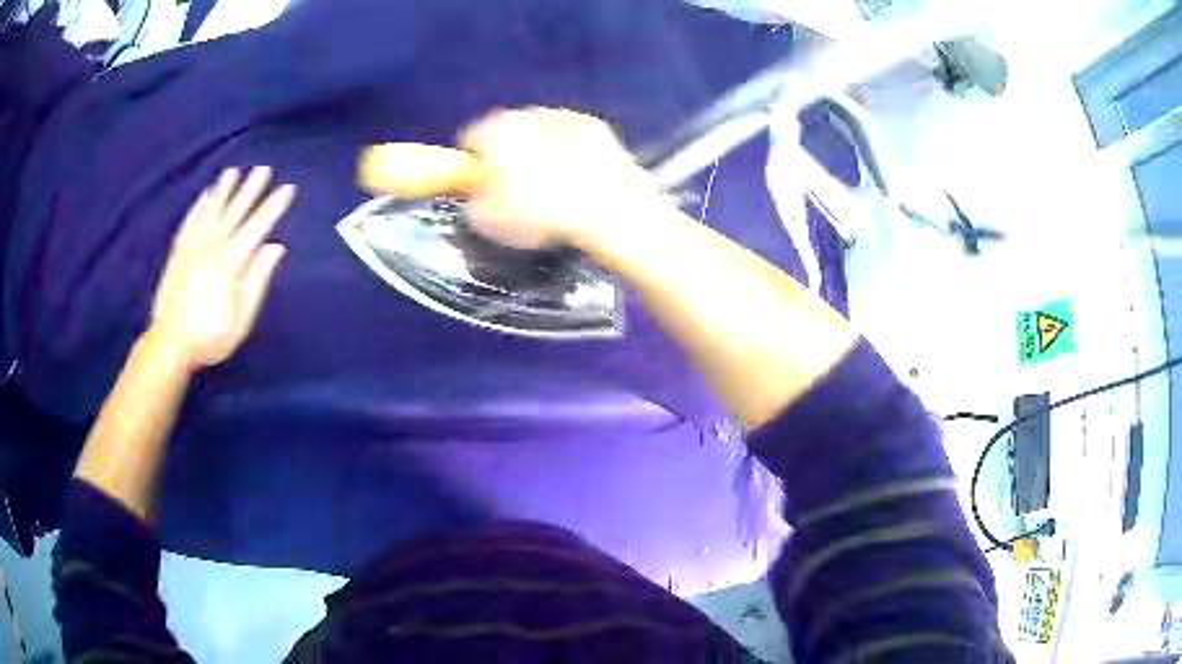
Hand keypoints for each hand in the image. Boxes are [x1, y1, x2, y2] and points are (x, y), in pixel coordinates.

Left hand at [149, 167, 294, 370]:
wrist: (169, 344)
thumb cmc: (210, 336)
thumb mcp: (241, 317)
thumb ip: (258, 280)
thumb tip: (276, 247)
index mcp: (230, 261)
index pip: (256, 227)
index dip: (273, 207)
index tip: (288, 188)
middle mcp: (211, 246)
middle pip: (234, 212)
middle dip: (250, 189)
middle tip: (263, 168)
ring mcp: (192, 246)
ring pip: (211, 211)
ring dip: (224, 190)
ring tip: (233, 172)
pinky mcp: (178, 252)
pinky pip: (190, 221)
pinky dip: (198, 206)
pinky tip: (205, 196)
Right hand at [458, 108, 663, 248]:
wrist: (604, 205)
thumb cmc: (537, 213)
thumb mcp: (488, 222)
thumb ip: (473, 204)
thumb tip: (477, 199)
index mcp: (492, 131)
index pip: (470, 140)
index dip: (474, 165)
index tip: (483, 187)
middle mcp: (524, 113)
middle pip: (507, 131)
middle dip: (509, 155)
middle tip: (519, 190)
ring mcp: (562, 114)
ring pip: (542, 131)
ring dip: (541, 151)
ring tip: (553, 186)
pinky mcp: (595, 125)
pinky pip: (573, 137)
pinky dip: (573, 152)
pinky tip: (579, 178)